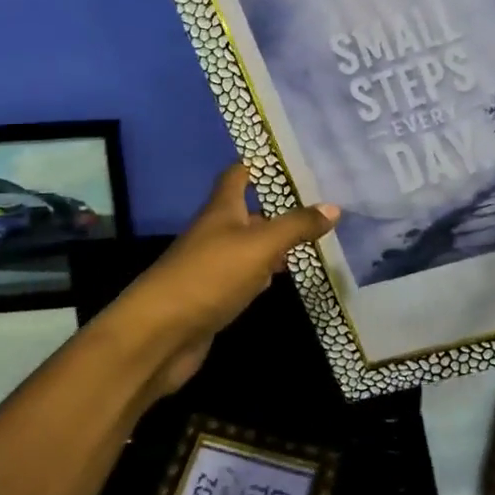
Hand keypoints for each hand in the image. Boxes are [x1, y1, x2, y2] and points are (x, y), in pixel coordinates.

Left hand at [98, 163, 339, 399]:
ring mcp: (212, 266)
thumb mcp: (260, 245)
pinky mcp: (213, 296)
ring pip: (248, 245)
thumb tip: (333, 206)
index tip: (291, 160)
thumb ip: (295, 226)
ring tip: (311, 238)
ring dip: (274, 242)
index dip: (259, 164)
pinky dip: (263, 274)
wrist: (160, 334)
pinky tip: (281, 278)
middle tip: (317, 204)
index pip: (238, 174)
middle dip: (278, 207)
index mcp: (222, 210)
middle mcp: (215, 232)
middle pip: (247, 211)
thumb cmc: (210, 276)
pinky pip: (244, 276)